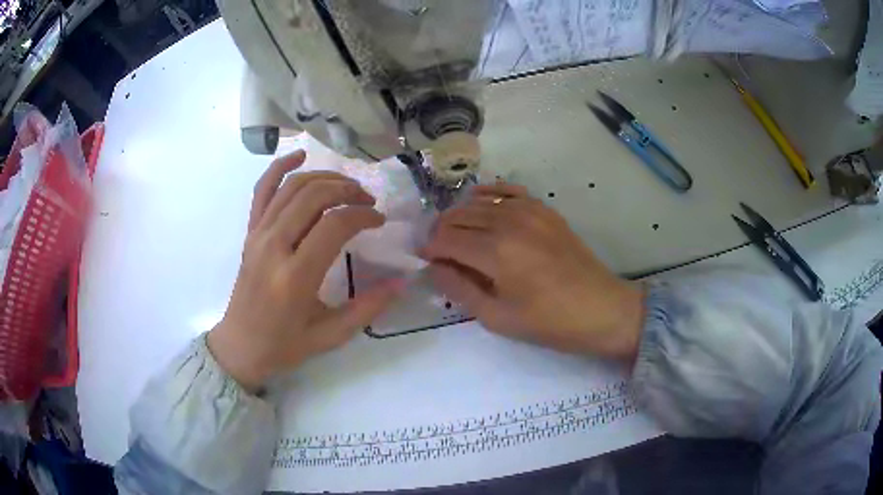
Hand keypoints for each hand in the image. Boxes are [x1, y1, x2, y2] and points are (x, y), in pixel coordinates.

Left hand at [208, 150, 402, 390]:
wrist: (240, 346)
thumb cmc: (285, 345)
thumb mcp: (331, 334)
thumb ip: (368, 307)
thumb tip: (403, 281)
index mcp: (295, 277)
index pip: (334, 225)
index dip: (363, 216)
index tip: (379, 221)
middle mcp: (274, 247)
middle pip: (314, 196)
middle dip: (347, 190)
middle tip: (367, 201)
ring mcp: (257, 235)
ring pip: (292, 187)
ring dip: (324, 178)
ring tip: (346, 186)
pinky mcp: (250, 232)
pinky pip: (263, 190)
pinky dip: (279, 167)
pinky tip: (300, 156)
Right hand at [421, 183, 643, 362]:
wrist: (601, 308)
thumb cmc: (549, 322)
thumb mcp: (497, 317)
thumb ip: (460, 289)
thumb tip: (434, 267)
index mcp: (495, 252)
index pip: (445, 240)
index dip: (429, 250)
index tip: (425, 262)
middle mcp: (508, 221)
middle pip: (458, 217)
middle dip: (441, 233)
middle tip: (438, 252)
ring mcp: (529, 210)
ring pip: (478, 202)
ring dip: (460, 217)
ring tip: (456, 235)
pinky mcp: (544, 209)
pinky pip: (507, 190)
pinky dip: (488, 193)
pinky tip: (479, 200)